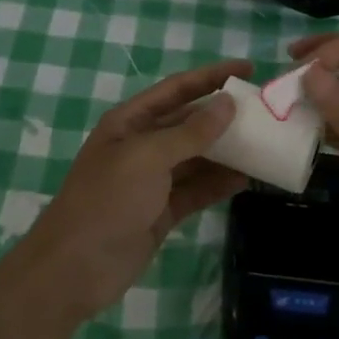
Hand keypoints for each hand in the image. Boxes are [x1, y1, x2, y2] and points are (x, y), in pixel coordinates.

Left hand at [12, 59, 250, 324]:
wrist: (73, 270)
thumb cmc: (107, 201)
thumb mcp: (148, 158)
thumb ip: (190, 132)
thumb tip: (228, 103)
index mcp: (130, 121)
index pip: (177, 89)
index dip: (211, 76)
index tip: (248, 69)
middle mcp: (142, 144)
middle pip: (189, 122)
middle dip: (223, 116)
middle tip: (265, 112)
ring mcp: (151, 180)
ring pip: (196, 157)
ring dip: (226, 151)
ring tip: (265, 144)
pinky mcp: (160, 212)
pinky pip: (196, 190)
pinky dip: (218, 184)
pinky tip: (247, 179)